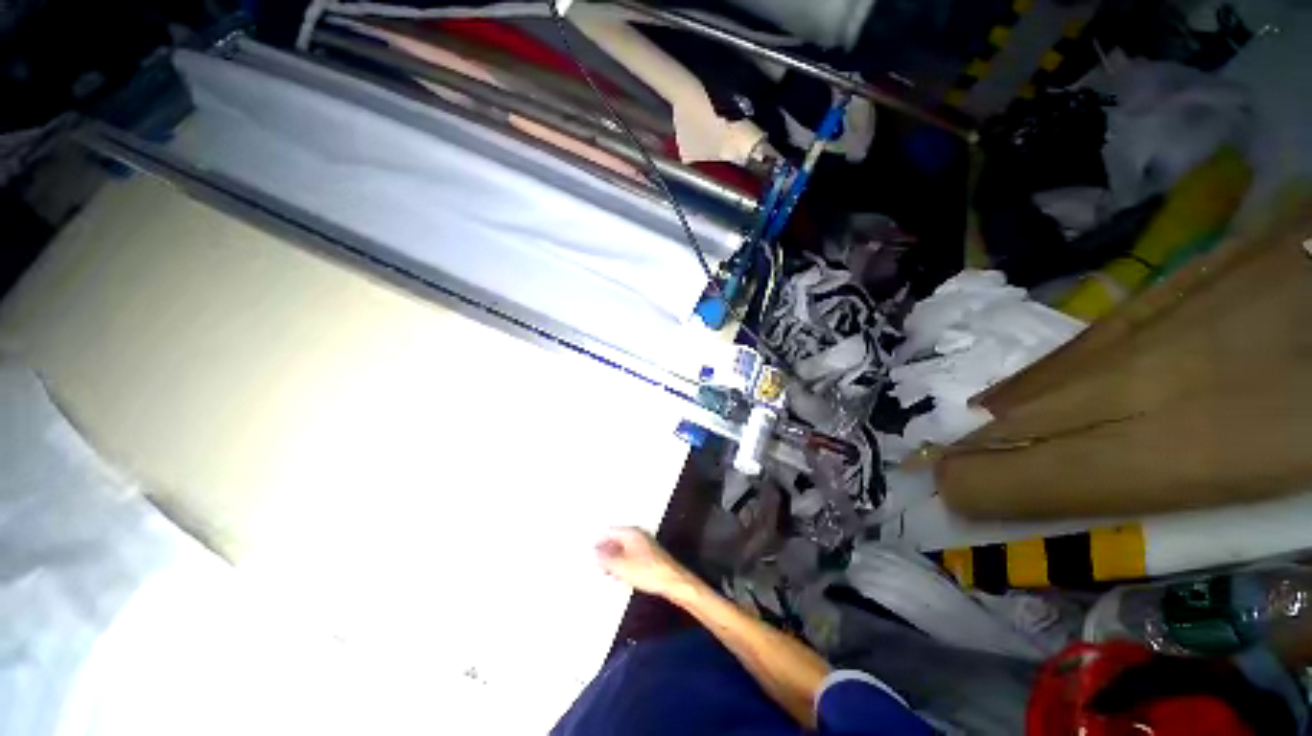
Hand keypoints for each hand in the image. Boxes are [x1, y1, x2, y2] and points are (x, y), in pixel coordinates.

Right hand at [596, 527, 691, 598]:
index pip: (609, 531)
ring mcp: (644, 544)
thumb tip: (594, 554)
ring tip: (605, 569)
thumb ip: (605, 560)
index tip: (589, 551)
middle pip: (616, 538)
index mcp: (631, 533)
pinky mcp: (649, 555)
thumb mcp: (621, 567)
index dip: (598, 541)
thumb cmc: (649, 571)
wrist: (671, 581)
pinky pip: (630, 555)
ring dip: (613, 558)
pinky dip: (622, 562)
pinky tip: (620, 574)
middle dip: (605, 549)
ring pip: (623, 548)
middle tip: (595, 561)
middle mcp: (638, 535)